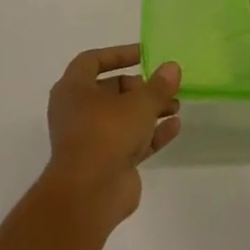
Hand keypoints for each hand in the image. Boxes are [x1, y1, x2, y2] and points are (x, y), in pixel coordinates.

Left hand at [42, 44, 181, 227]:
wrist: (89, 195)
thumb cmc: (106, 134)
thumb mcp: (139, 103)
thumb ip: (158, 85)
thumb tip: (172, 67)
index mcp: (73, 90)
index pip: (92, 61)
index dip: (118, 54)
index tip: (144, 54)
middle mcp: (78, 112)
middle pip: (111, 90)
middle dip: (141, 87)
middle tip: (164, 87)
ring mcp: (91, 139)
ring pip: (123, 117)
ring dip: (150, 110)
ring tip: (176, 106)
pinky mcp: (106, 163)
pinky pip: (130, 141)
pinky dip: (151, 134)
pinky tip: (175, 127)